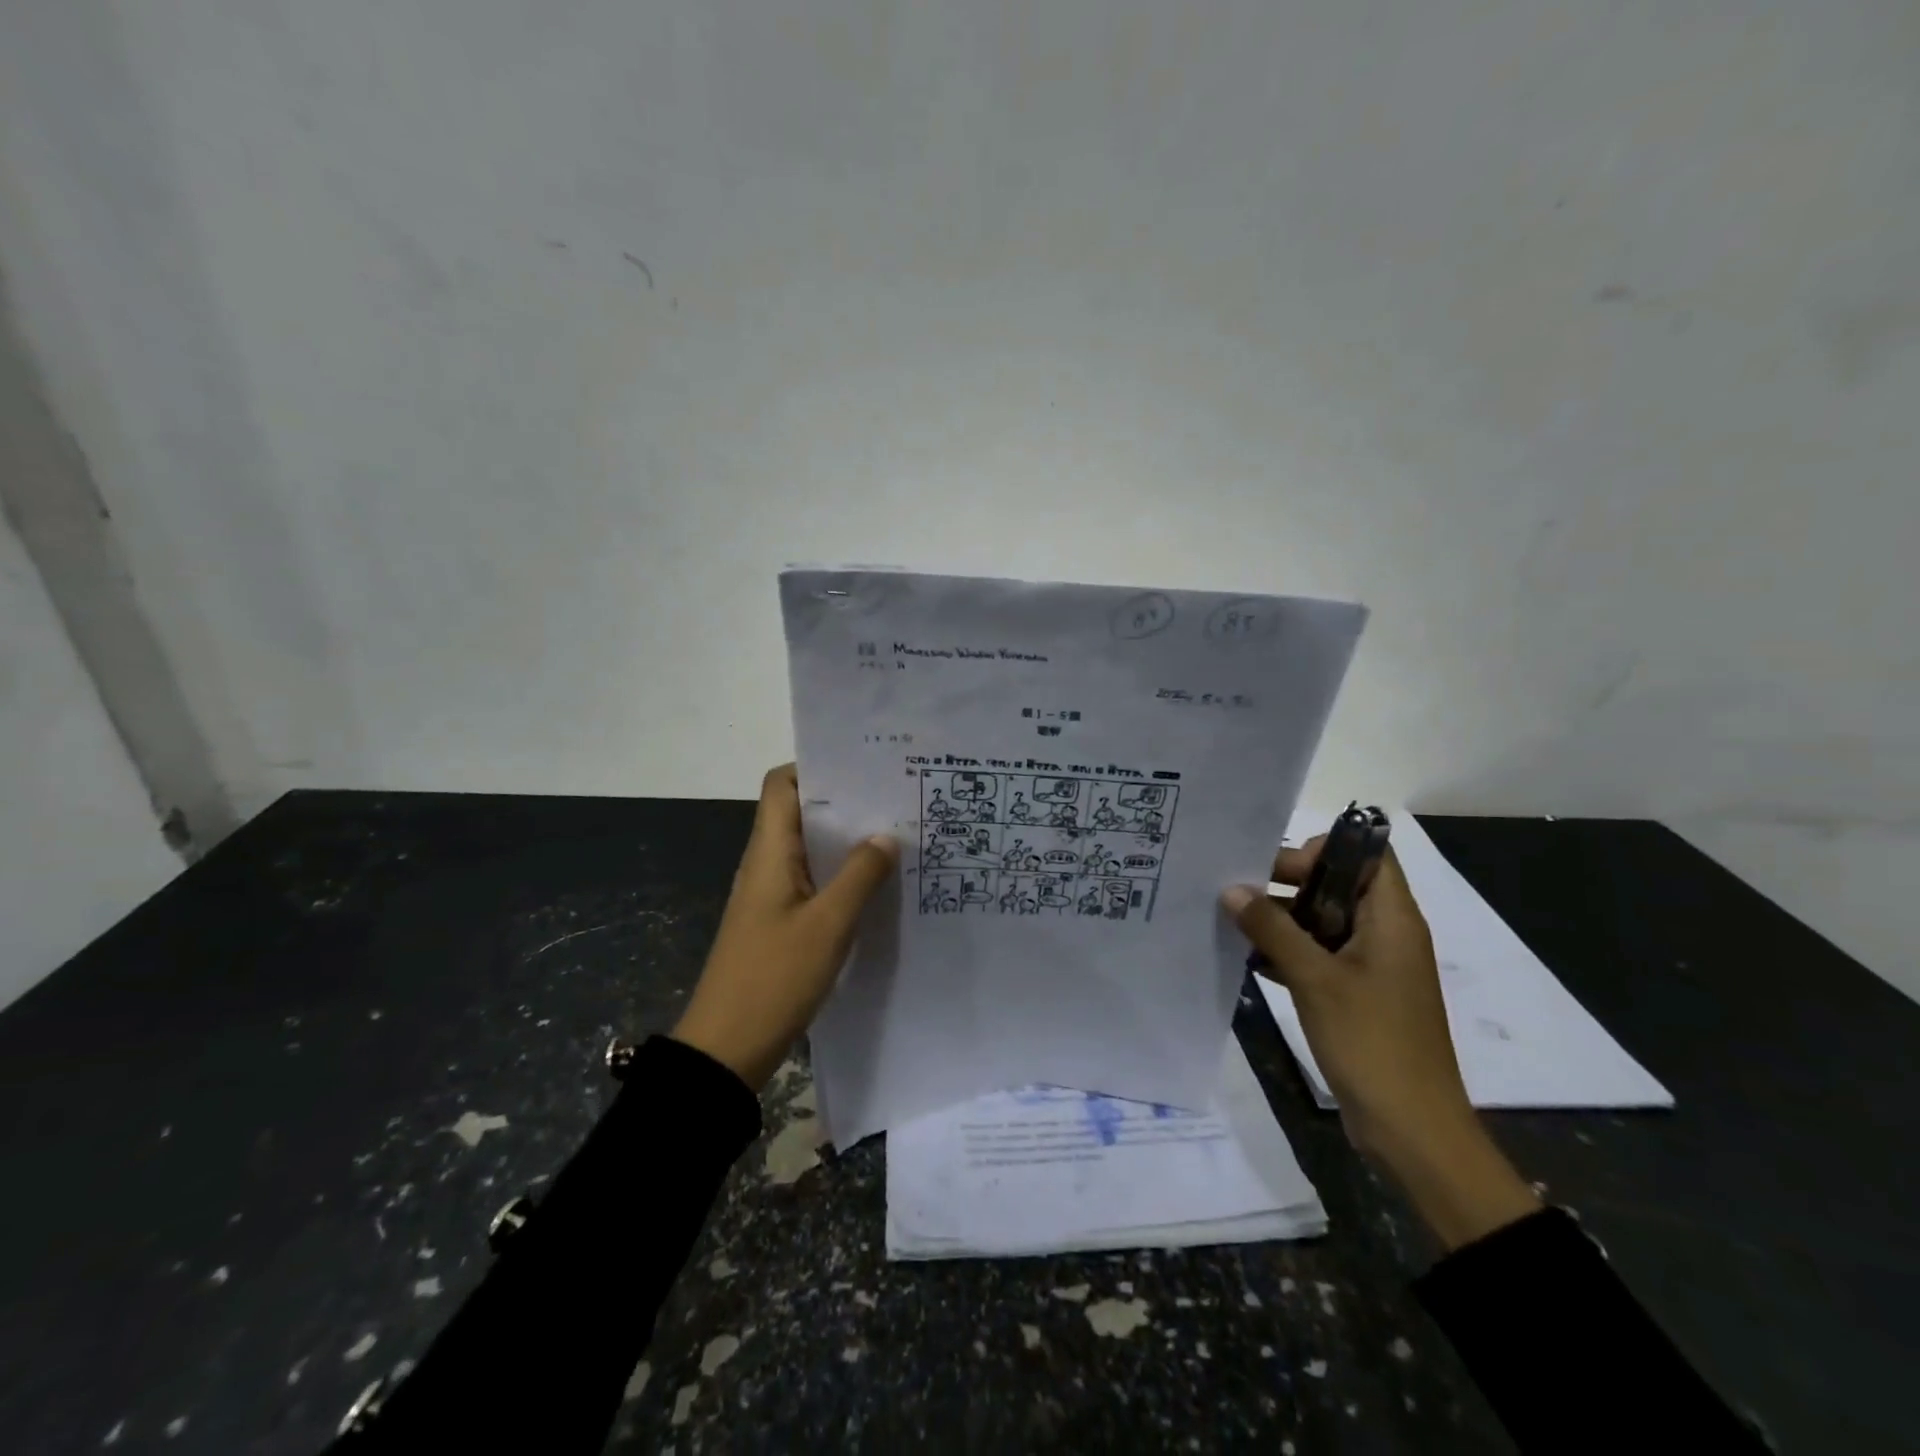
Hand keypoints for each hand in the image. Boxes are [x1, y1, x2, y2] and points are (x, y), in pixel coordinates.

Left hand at [671, 765, 898, 1091]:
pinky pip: (813, 882)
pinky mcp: (779, 922)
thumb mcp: (828, 925)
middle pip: (801, 813)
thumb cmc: (773, 978)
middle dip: (846, 804)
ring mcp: (771, 894)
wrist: (725, 1050)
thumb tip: (885, 835)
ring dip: (846, 842)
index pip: (781, 784)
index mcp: (769, 852)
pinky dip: (842, 876)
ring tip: (896, 837)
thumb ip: (860, 875)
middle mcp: (766, 864)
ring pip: (810, 849)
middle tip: (895, 800)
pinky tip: (876, 886)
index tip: (864, 769)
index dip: (817, 768)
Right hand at [1223, 841, 1538, 1249]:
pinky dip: (1290, 952)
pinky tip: (1250, 960)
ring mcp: (1373, 966)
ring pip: (1325, 921)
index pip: (1367, 855)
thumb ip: (1272, 929)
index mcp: (1392, 919)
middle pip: (1338, 884)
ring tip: (1234, 921)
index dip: (1324, 849)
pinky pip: (1321, 955)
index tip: (1276, 866)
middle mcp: (1386, 934)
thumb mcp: (1315, 979)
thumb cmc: (1371, 1042)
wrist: (1413, 1130)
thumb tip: (1232, 890)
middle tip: (1240, 891)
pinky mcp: (1358, 995)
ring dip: (1283, 919)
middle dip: (1289, 883)